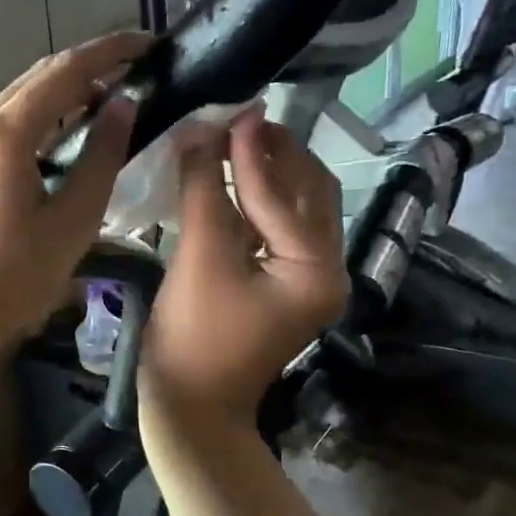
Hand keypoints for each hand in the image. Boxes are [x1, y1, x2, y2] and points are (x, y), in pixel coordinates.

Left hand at [0, 30, 151, 351]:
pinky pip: (8, 125)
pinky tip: (70, 140)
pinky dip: (44, 120)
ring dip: (66, 94)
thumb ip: (101, 157)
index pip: (65, 70)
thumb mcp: (72, 220)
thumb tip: (123, 105)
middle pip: (40, 77)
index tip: (151, 44)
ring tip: (112, 106)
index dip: (111, 51)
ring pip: (22, 99)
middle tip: (138, 73)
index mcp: (4, 134)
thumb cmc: (13, 278)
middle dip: (90, 67)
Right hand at [142, 113, 346, 429]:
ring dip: (266, 173)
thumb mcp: (199, 259)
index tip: (233, 108)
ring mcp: (307, 280)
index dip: (252, 151)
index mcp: (317, 270)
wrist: (189, 407)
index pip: (285, 195)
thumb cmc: (194, 338)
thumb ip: (204, 190)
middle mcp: (326, 270)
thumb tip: (200, 130)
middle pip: (309, 194)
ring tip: (232, 137)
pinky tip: (228, 177)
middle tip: (238, 118)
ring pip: (294, 209)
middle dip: (274, 154)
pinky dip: (254, 201)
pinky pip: (276, 229)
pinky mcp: (283, 285)